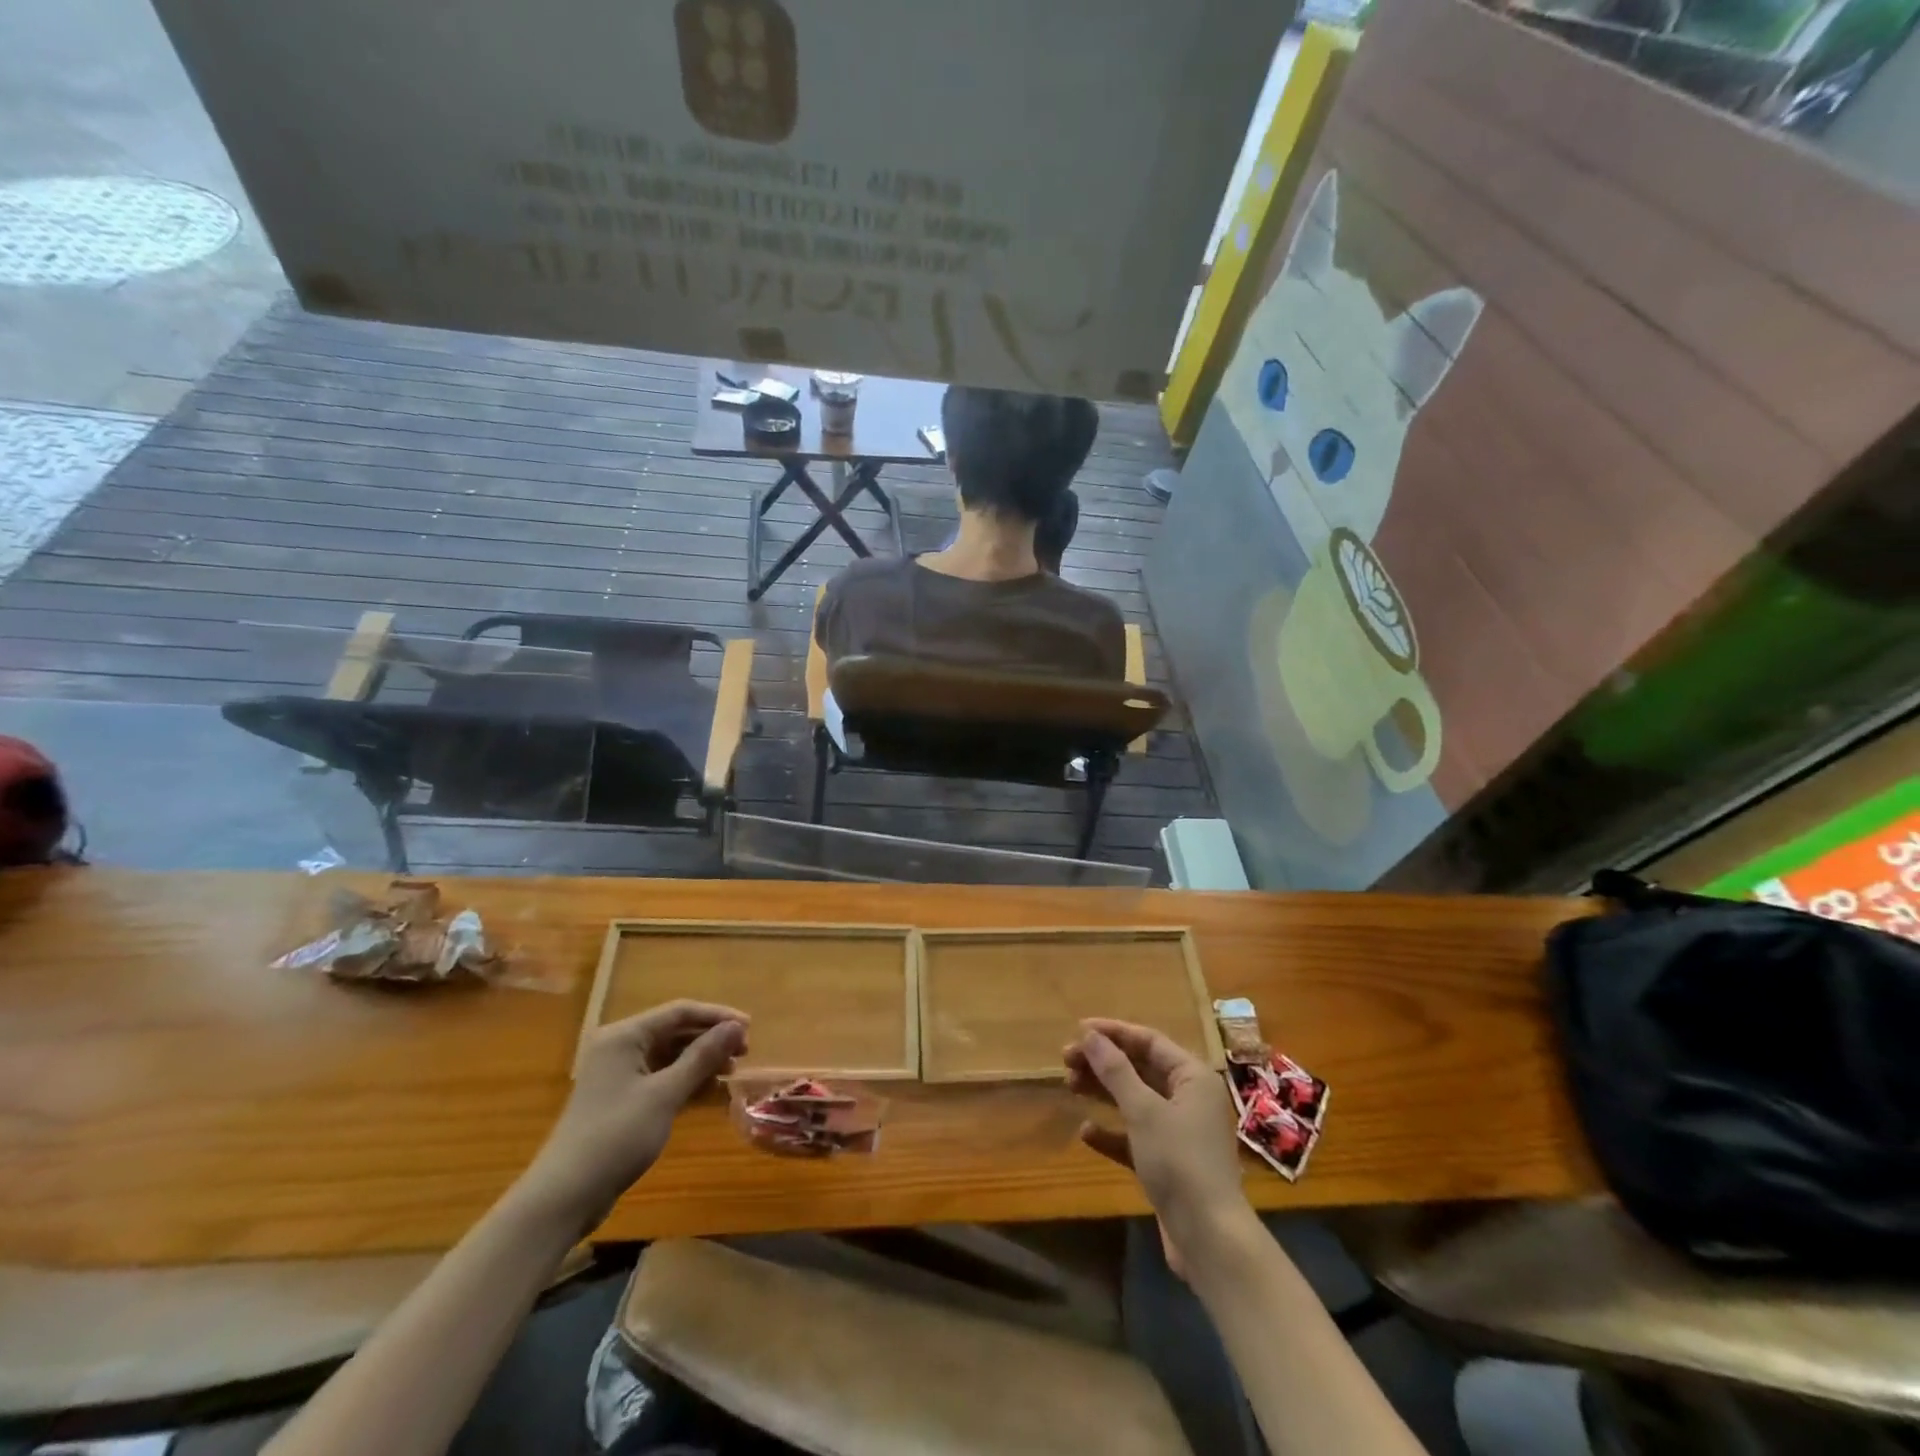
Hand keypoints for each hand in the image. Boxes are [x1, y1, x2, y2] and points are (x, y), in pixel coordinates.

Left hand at [518, 1000, 747, 1233]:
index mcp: (625, 1036)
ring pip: (669, 1056)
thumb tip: (736, 1026)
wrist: (564, 1197)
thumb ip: (702, 1057)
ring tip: (731, 1072)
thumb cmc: (616, 1136)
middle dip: (710, 1039)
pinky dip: (685, 1081)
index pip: (679, 1012)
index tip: (750, 1027)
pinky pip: (661, 1078)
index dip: (717, 1016)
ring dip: (701, 1061)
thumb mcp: (665, 1094)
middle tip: (744, 1052)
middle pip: (674, 1031)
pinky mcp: (621, 1101)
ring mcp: (619, 1075)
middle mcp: (620, 1047)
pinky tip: (710, 1092)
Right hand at [1064, 1019, 1251, 1263]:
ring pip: (1135, 1101)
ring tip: (1069, 1085)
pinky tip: (1086, 1132)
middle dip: (1103, 1062)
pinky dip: (1112, 1132)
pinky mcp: (1168, 1163)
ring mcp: (1179, 1133)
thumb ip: (1115, 1070)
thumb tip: (1089, 1035)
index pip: (1149, 1041)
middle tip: (1065, 1059)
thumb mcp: (1143, 1110)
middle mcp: (1189, 1099)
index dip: (1113, 1033)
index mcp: (1193, 1077)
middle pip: (1140, 1069)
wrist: (1209, 1239)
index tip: (1078, 1029)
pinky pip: (1135, 1136)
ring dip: (1103, 1092)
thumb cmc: (1179, 1161)